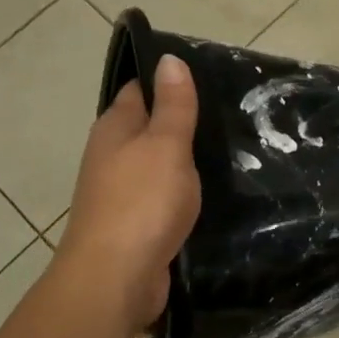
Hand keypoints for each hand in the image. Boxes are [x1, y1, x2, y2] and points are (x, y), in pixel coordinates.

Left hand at [55, 54, 201, 337]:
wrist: (114, 279)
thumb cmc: (142, 202)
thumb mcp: (166, 144)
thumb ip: (173, 105)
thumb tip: (169, 58)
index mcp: (114, 128)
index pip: (139, 90)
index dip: (166, 80)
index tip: (205, 75)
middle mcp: (111, 156)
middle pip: (147, 128)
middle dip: (179, 121)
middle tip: (227, 112)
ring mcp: (119, 192)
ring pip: (155, 164)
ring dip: (182, 159)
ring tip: (227, 148)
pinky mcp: (133, 224)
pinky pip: (160, 196)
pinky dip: (180, 191)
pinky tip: (207, 192)